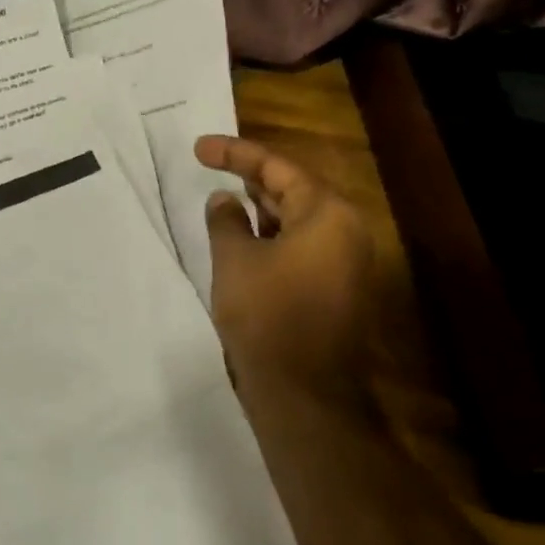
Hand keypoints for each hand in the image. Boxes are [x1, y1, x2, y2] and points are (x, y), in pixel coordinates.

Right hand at [196, 135, 384, 400]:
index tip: (198, 148)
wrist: (305, 395)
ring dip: (261, 209)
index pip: (277, 167)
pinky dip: (272, 237)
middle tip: (211, 167)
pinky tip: (243, 240)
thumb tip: (224, 200)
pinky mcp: (336, 289)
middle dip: (250, 178)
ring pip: (298, 220)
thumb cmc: (267, 316)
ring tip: (224, 200)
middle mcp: (345, 231)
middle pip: (293, 189)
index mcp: (327, 213)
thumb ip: (226, 220)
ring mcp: (345, 262)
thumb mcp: (234, 259)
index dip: (234, 153)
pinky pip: (302, 247)